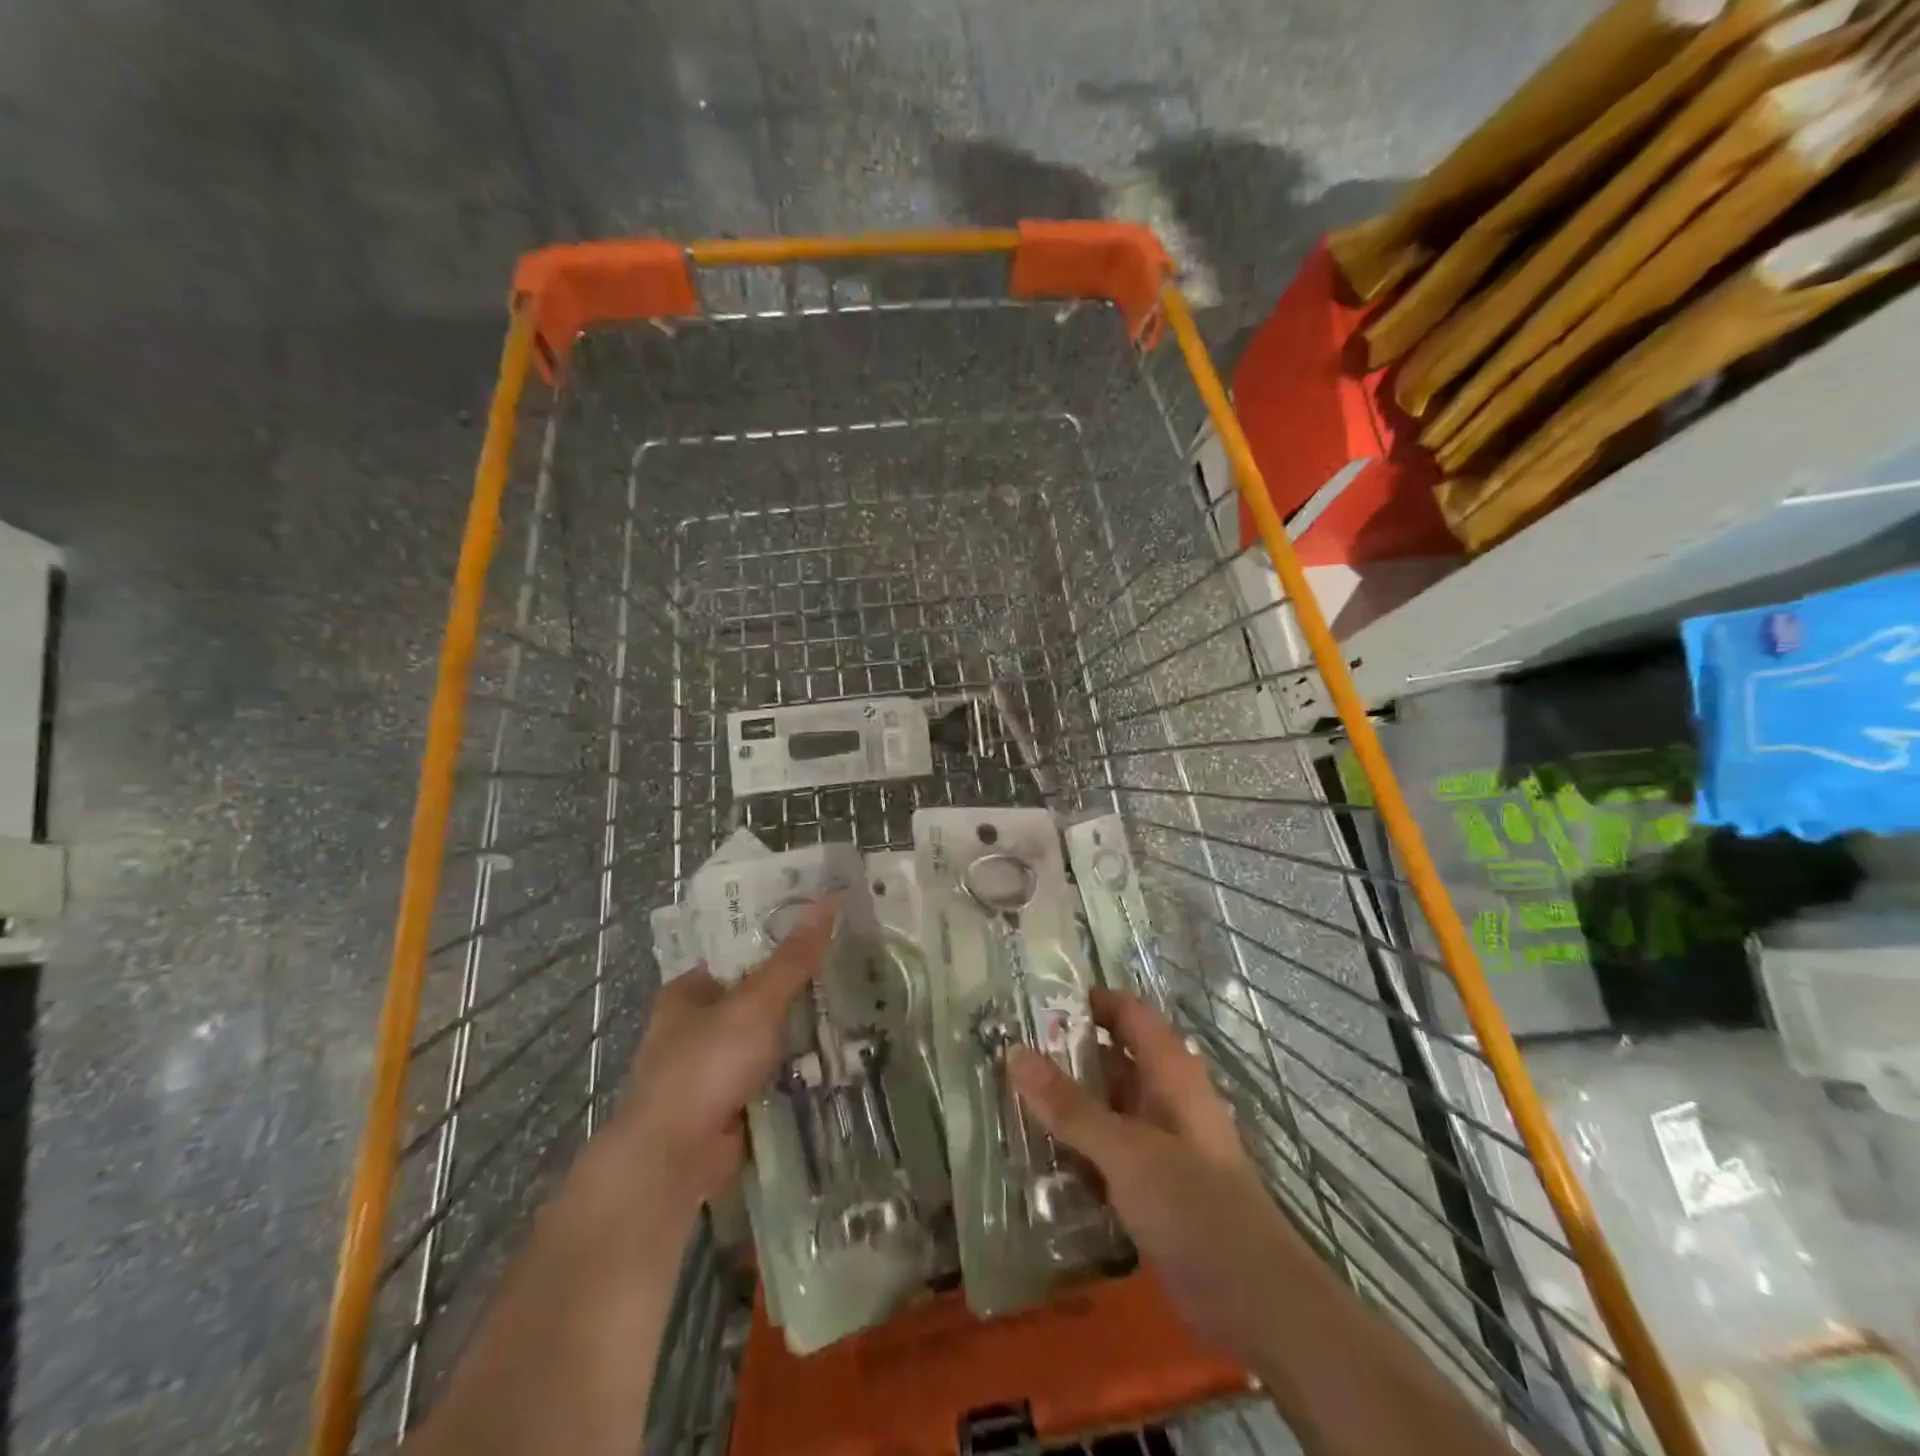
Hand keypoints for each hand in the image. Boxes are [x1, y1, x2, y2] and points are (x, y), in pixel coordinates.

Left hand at [617, 895, 838, 1203]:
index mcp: (691, 990)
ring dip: (805, 1027)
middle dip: (802, 985)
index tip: (828, 925)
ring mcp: (716, 1065)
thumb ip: (794, 957)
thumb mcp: (754, 1004)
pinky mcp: (734, 1100)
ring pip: (772, 1034)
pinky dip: (801, 1065)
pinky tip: (842, 1051)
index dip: (783, 935)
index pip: (743, 950)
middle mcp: (699, 1023)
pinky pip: (776, 1071)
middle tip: (854, 963)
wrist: (672, 1161)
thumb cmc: (704, 1067)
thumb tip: (831, 898)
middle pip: (761, 993)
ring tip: (860, 1001)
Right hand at [1010, 988, 1301, 1362]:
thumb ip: (1069, 1105)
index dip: (1088, 1002)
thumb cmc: (1193, 1204)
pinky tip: (1037, 1160)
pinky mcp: (1153, 1185)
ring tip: (1008, 1103)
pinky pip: (1107, 1152)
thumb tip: (1014, 1053)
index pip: (1127, 1012)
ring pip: (1105, 1108)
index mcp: (1169, 1071)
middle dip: (1064, 1057)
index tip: (1034, 1004)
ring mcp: (1160, 1143)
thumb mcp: (1125, 1150)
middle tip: (1007, 1058)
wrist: (1253, 1298)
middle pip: (1111, 1059)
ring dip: (1066, 1107)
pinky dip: (1077, 1149)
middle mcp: (1165, 1097)